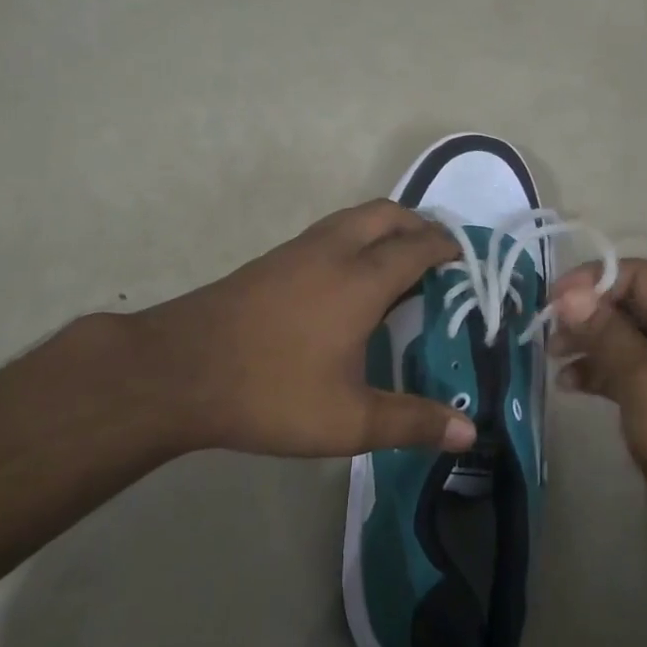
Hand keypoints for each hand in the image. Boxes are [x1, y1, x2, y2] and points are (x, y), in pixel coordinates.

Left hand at [123, 200, 476, 459]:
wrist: (177, 371)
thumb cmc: (270, 392)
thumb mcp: (348, 420)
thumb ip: (411, 422)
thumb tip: (470, 432)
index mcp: (360, 280)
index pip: (417, 247)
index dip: (446, 247)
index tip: (467, 257)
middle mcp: (332, 251)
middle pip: (386, 214)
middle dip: (418, 224)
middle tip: (438, 254)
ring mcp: (296, 251)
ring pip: (352, 218)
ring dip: (383, 227)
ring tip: (398, 262)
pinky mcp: (269, 261)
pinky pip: (327, 233)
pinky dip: (353, 238)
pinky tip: (346, 280)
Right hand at [551, 258, 646, 564]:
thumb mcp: (644, 378)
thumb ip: (604, 330)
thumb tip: (567, 294)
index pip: (641, 274)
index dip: (592, 282)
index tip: (551, 302)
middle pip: (636, 303)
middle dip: (589, 315)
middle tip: (549, 335)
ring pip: (632, 337)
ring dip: (592, 344)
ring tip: (555, 361)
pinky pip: (638, 368)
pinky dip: (606, 371)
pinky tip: (572, 385)